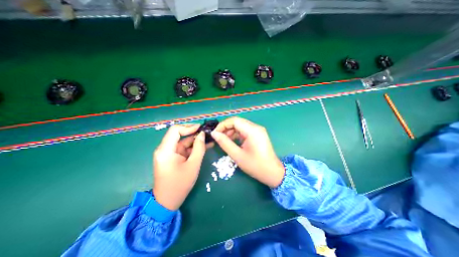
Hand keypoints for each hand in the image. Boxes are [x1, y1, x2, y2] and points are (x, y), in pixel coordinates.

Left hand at [152, 125, 205, 210]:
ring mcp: (168, 153)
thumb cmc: (180, 184)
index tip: (200, 128)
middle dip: (193, 133)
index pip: (175, 130)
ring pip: (182, 141)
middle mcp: (164, 149)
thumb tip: (202, 134)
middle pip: (179, 135)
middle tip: (206, 132)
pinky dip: (193, 147)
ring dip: (195, 140)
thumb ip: (199, 148)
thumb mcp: (193, 165)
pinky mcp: (172, 157)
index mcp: (165, 150)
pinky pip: (183, 148)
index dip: (188, 127)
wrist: (168, 201)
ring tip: (208, 139)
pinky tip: (204, 146)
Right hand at [210, 118, 282, 187]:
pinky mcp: (258, 135)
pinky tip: (232, 141)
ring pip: (241, 126)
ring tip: (224, 140)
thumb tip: (214, 134)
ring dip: (231, 131)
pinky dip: (237, 134)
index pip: (234, 120)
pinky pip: (245, 131)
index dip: (223, 125)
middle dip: (226, 128)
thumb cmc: (255, 165)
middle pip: (238, 122)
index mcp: (252, 130)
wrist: (272, 173)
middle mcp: (256, 127)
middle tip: (218, 137)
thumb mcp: (237, 155)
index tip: (215, 133)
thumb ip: (224, 143)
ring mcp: (258, 130)